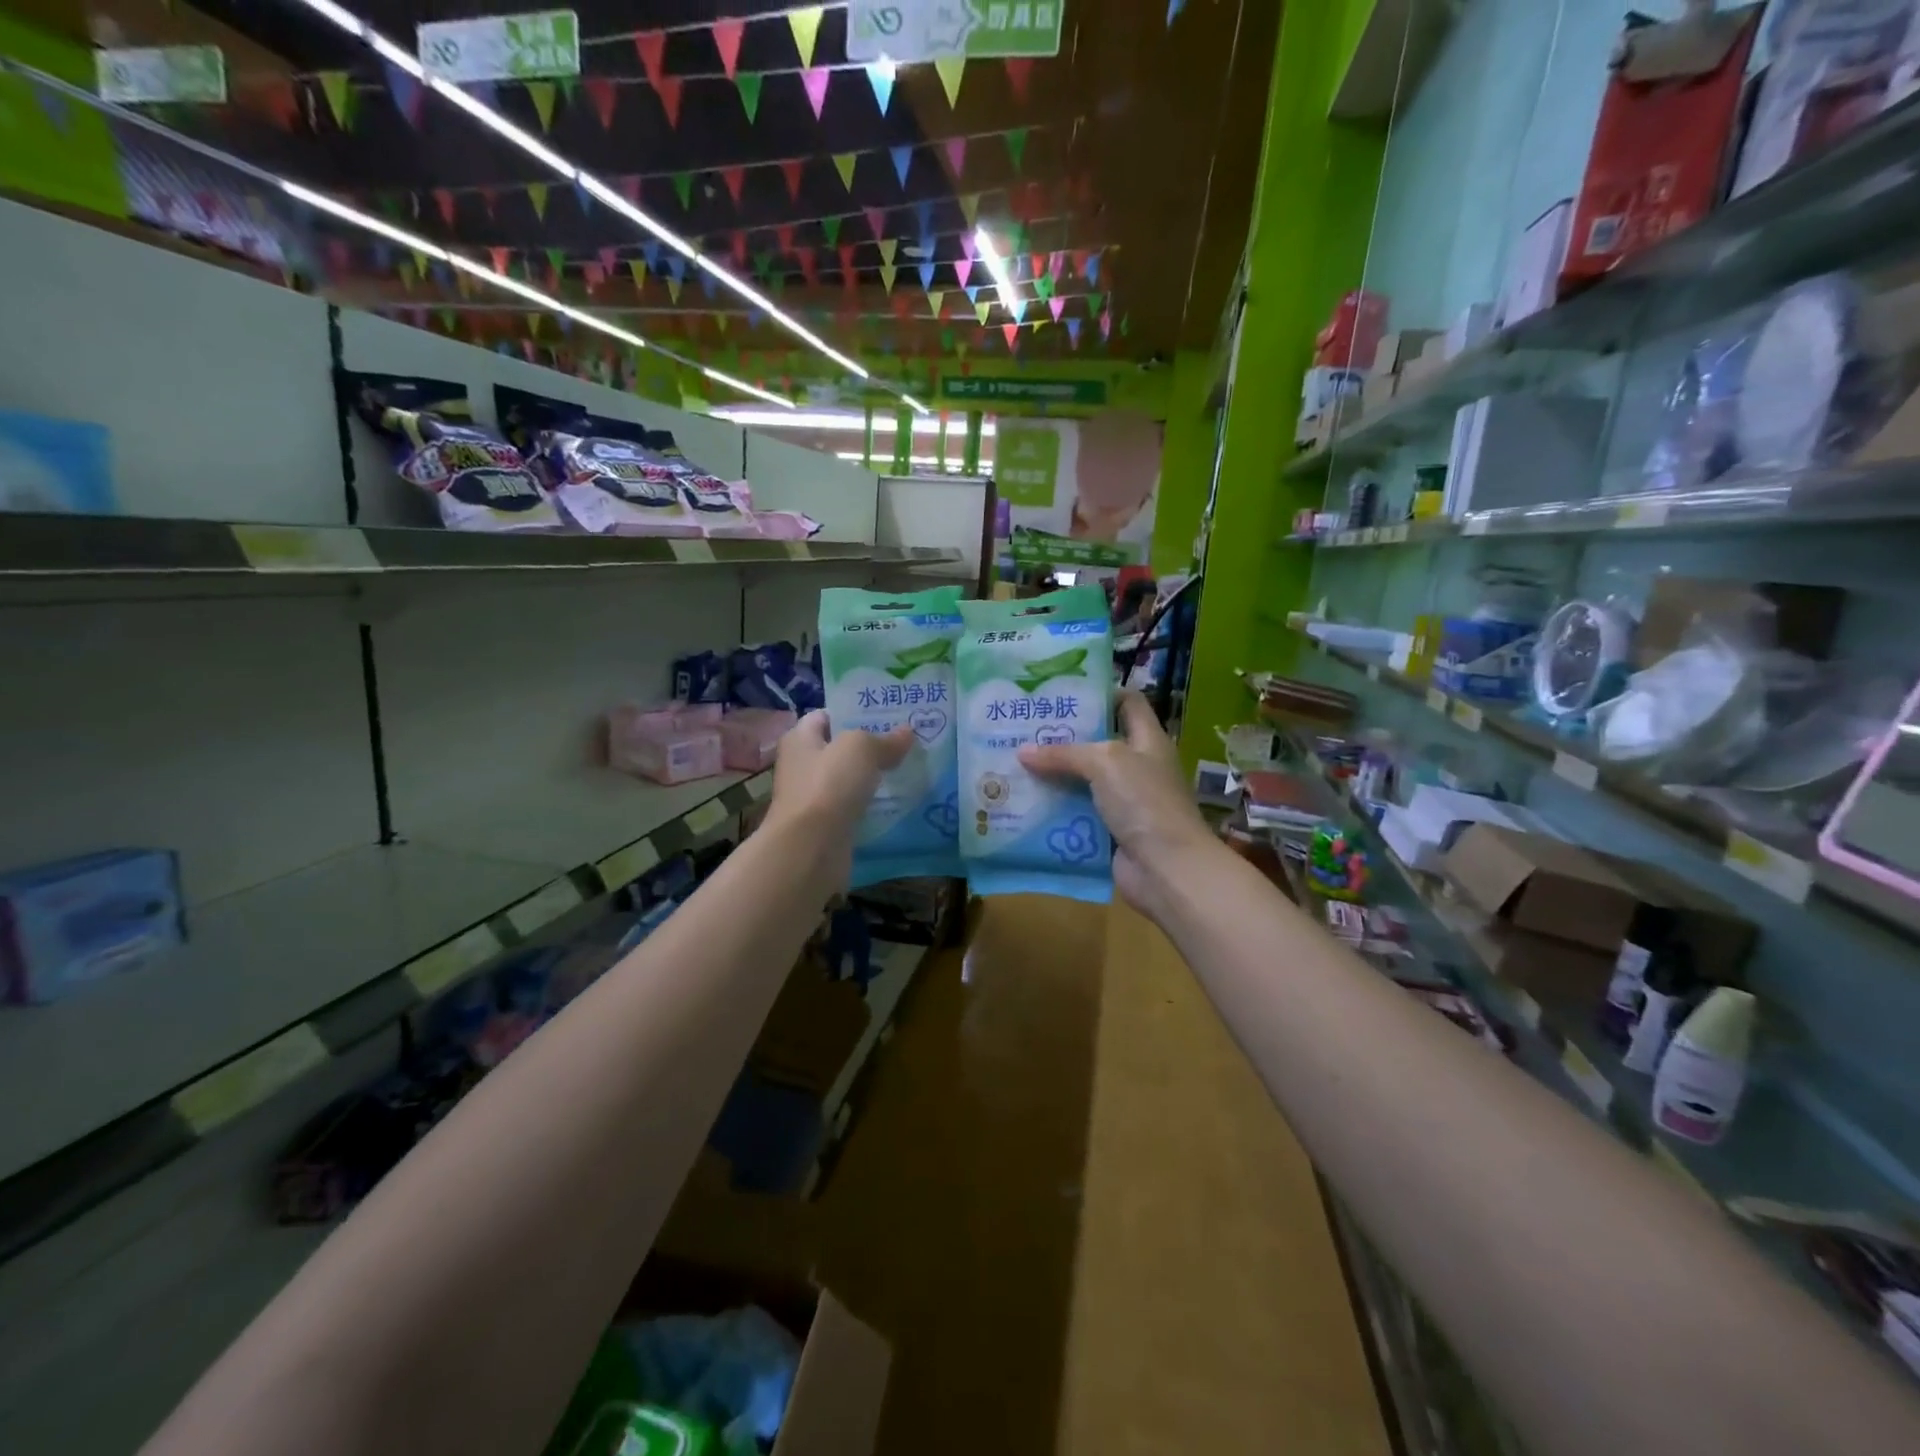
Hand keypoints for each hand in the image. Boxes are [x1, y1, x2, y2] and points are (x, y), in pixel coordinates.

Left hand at [764, 711, 912, 875]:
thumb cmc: (829, 784)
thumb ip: (884, 739)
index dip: (855, 712)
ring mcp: (812, 797)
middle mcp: (801, 765)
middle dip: (869, 746)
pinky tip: (895, 802)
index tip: (888, 715)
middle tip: (905, 743)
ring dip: (872, 777)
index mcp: (800, 738)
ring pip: (848, 780)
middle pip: (839, 749)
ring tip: (907, 770)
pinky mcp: (825, 825)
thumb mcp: (861, 748)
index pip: (826, 716)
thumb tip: (907, 733)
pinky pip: (852, 807)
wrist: (811, 847)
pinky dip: (870, 805)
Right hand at [1018, 691, 1218, 918]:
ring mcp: (1125, 801)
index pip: (1128, 703)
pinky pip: (1078, 814)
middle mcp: (1138, 766)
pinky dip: (1056, 810)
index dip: (1101, 693)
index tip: (1062, 692)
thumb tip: (1023, 752)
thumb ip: (1064, 753)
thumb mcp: (1104, 763)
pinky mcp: (1111, 831)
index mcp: (1147, 740)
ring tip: (1015, 764)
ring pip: (1084, 782)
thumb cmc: (1144, 801)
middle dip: (1063, 737)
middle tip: (1024, 729)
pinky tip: (1024, 803)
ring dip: (1054, 776)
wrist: (1167, 868)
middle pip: (1098, 743)